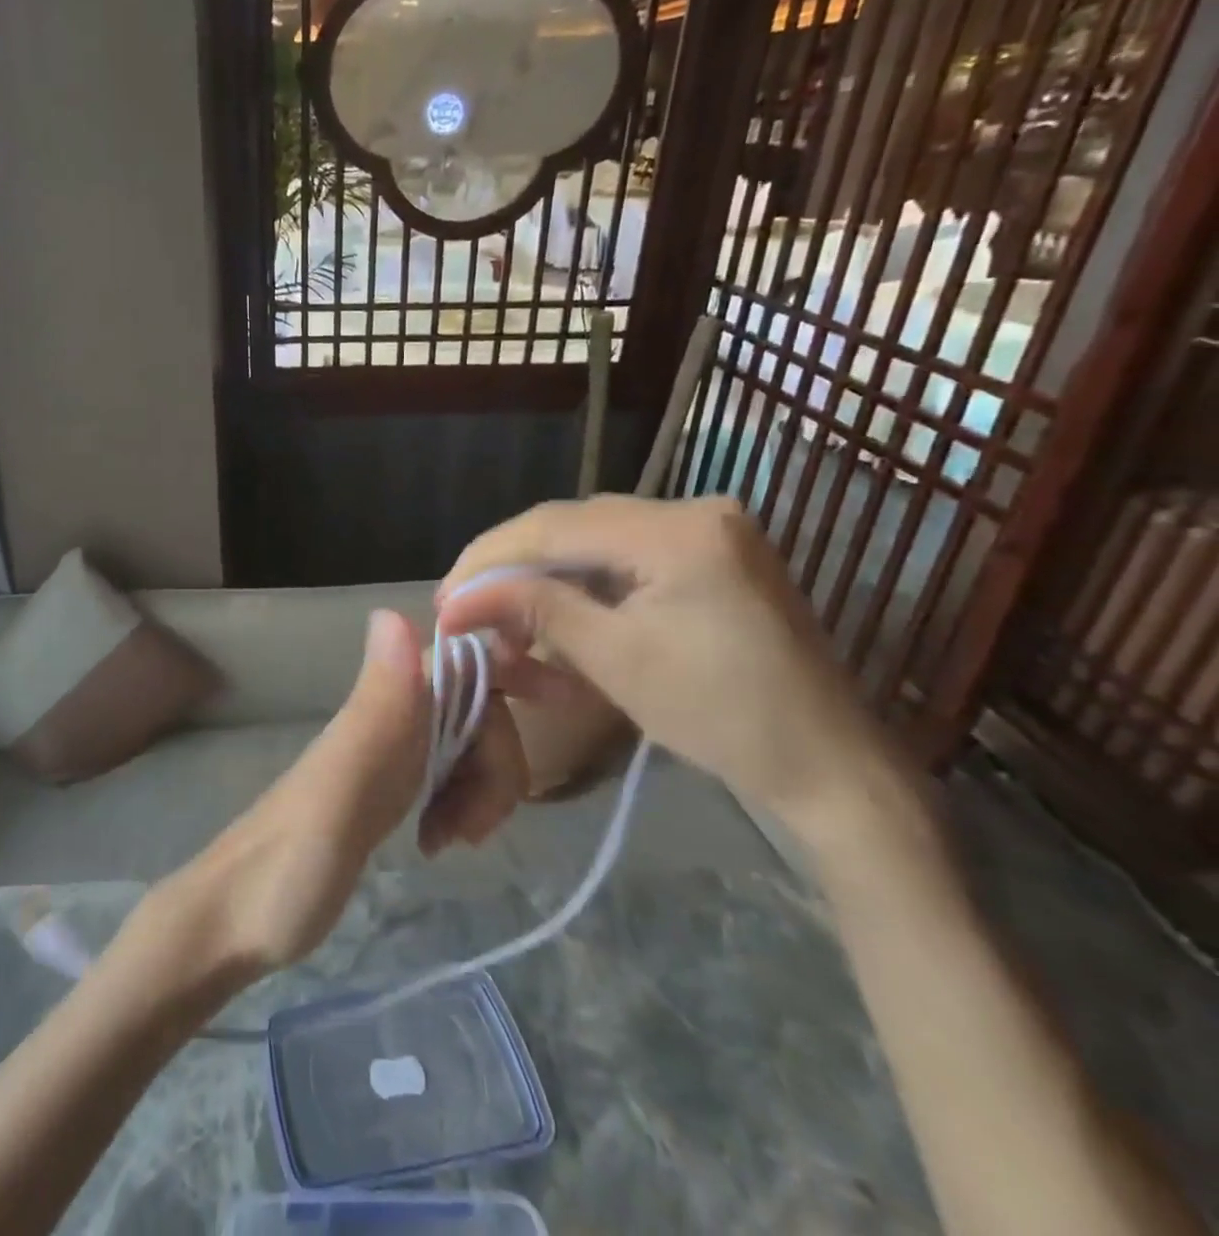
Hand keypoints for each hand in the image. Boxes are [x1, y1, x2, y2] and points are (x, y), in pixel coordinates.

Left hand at [149, 610, 527, 977]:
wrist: (232, 923)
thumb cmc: (286, 868)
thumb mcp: (338, 792)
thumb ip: (373, 710)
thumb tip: (395, 611)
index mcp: (379, 713)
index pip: (460, 663)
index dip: (508, 668)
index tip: (561, 701)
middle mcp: (384, 723)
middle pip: (475, 710)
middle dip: (498, 762)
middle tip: (474, 829)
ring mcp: (384, 759)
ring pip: (464, 746)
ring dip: (483, 789)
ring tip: (452, 843)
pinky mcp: (383, 795)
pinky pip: (445, 778)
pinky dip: (461, 805)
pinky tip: (439, 843)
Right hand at [435, 495, 888, 819]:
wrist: (830, 767)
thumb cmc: (722, 717)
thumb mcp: (615, 660)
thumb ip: (534, 609)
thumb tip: (457, 599)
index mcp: (679, 529)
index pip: (554, 526)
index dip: (488, 560)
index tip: (444, 600)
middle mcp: (695, 508)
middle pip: (571, 524)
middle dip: (510, 566)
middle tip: (463, 607)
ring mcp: (708, 528)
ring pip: (592, 538)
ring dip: (542, 574)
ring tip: (500, 615)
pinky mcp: (711, 553)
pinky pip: (624, 554)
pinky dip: (581, 582)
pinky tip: (553, 609)